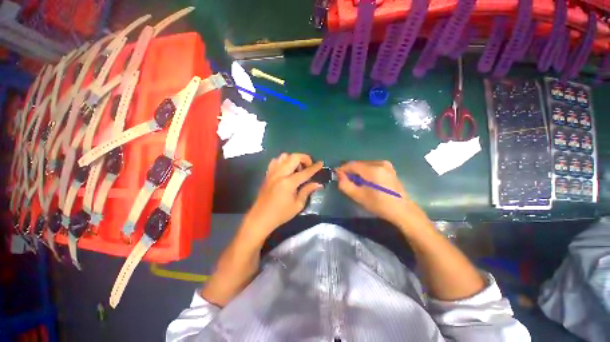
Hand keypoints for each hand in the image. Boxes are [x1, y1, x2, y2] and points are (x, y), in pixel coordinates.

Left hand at [241, 153, 322, 241]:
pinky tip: (286, 169)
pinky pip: (275, 161)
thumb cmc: (281, 214)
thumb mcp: (297, 205)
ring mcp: (272, 173)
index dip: (315, 167)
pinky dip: (283, 161)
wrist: (260, 218)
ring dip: (293, 159)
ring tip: (297, 168)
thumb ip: (307, 191)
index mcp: (288, 183)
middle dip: (304, 158)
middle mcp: (280, 174)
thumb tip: (318, 184)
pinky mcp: (267, 174)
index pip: (305, 172)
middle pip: (294, 157)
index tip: (321, 163)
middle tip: (309, 166)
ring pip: (284, 156)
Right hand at [336, 161, 425, 228]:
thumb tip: (339, 174)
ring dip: (357, 172)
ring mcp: (386, 164)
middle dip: (350, 171)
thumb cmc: (379, 205)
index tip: (336, 175)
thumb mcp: (358, 196)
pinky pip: (371, 166)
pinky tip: (366, 181)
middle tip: (345, 181)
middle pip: (358, 164)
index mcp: (373, 170)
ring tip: (356, 183)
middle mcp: (380, 163)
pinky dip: (365, 172)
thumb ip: (345, 184)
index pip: (352, 164)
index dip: (342, 169)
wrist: (402, 210)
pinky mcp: (389, 168)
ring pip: (364, 165)